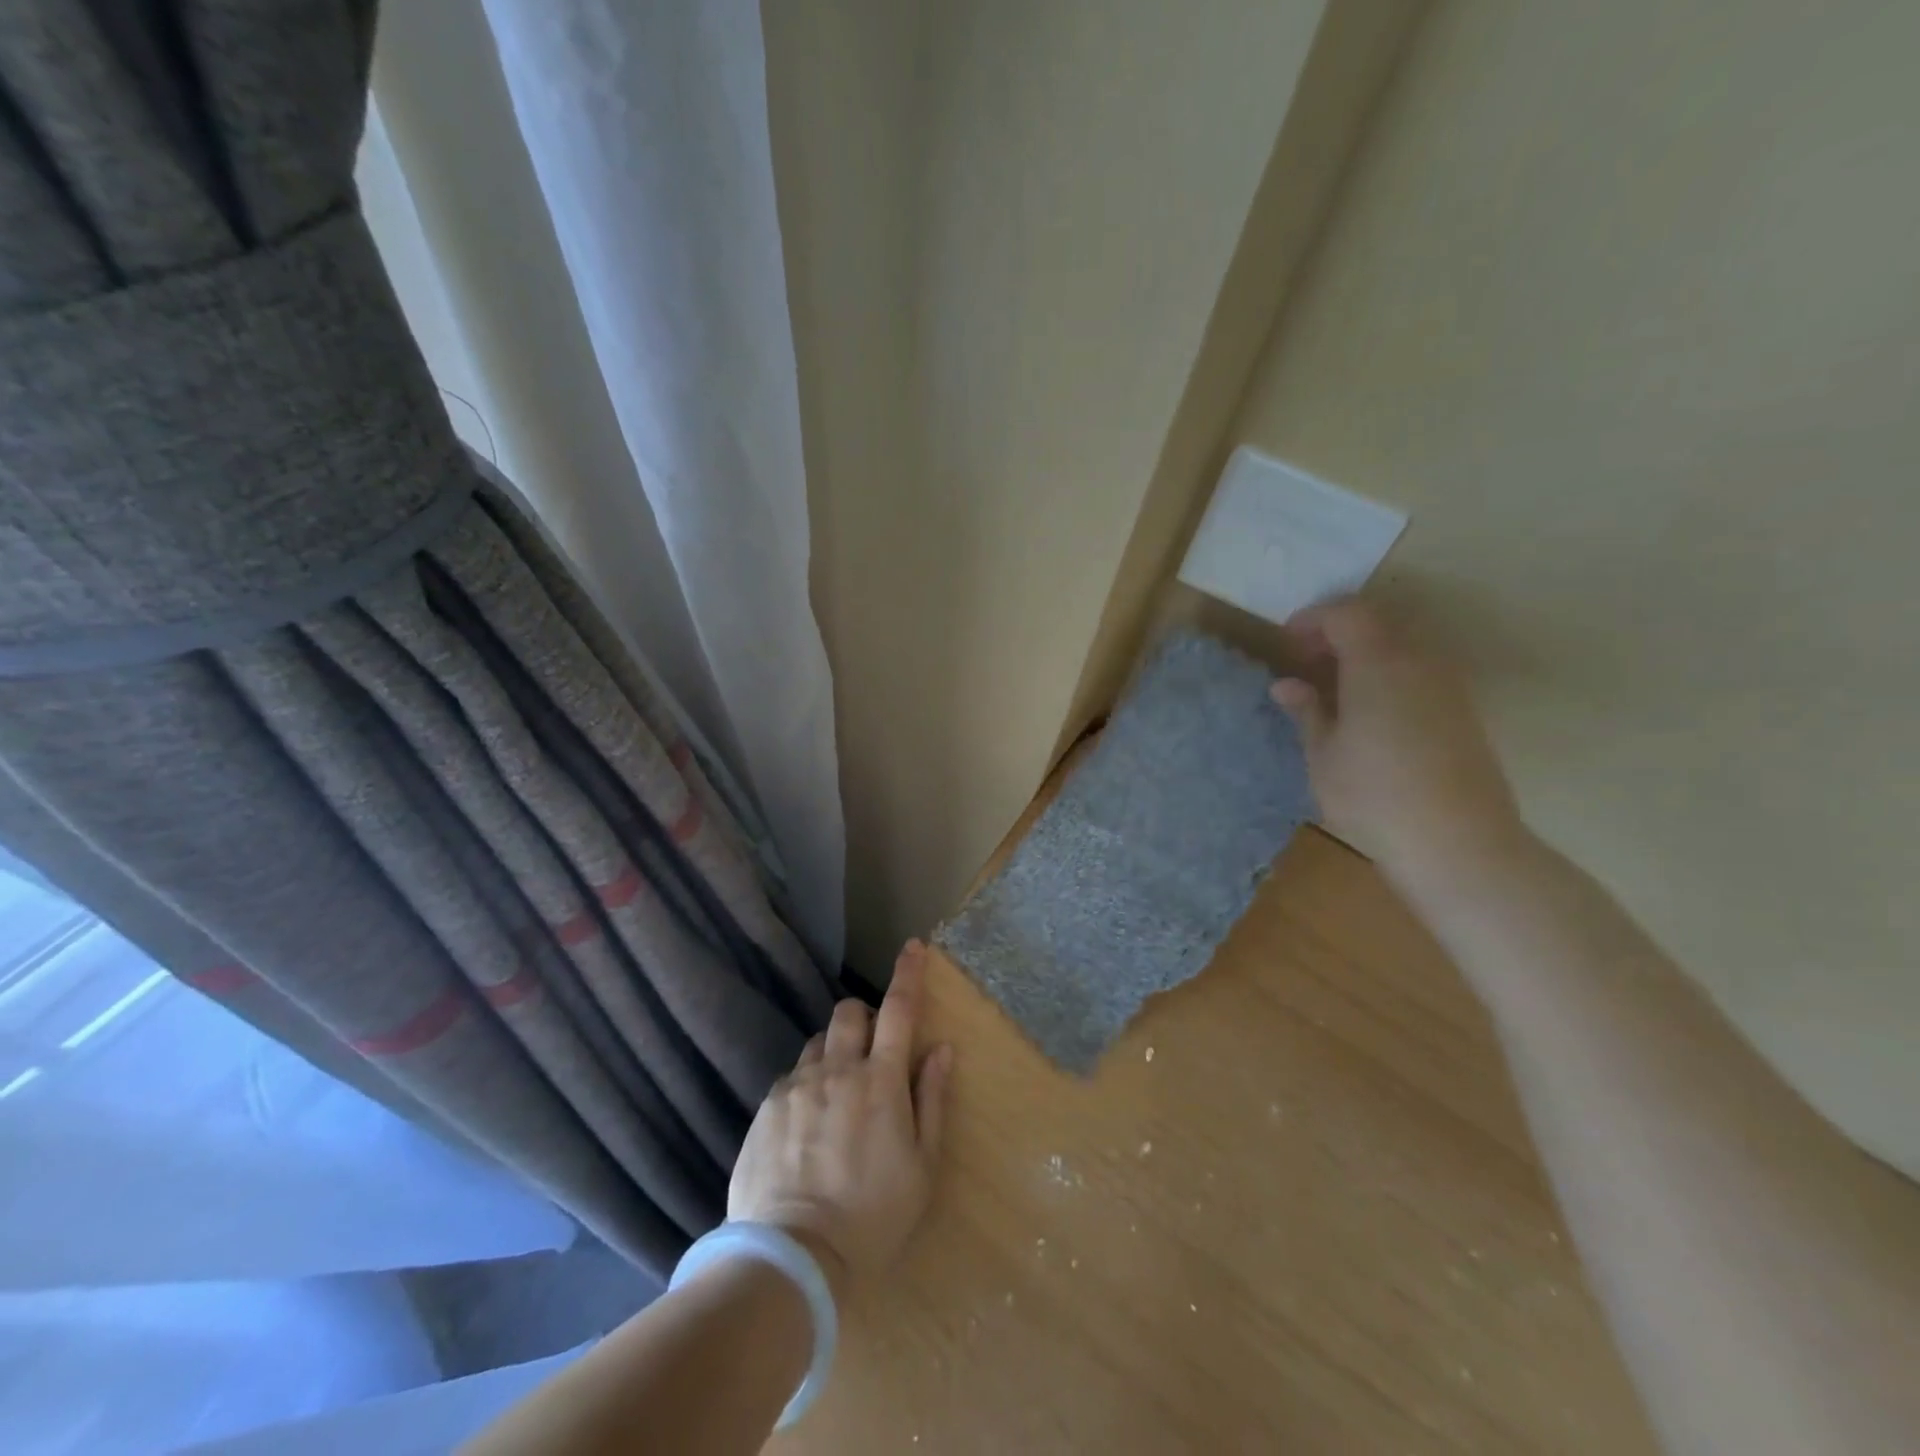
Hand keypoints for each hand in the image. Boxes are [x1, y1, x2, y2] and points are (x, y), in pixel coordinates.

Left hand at [728, 941, 953, 1294]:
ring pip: (818, 1042)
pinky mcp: (767, 1107)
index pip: (899, 1010)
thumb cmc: (872, 1217)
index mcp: (881, 1081)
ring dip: (834, 1053)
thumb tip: (942, 1049)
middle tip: (872, 1053)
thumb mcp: (922, 1167)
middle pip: (850, 1013)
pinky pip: (791, 1077)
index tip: (913, 946)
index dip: (908, 973)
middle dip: (865, 1018)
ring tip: (837, 1096)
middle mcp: (837, 1070)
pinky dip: (806, 1085)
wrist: (793, 1258)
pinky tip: (806, 1127)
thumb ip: (932, 1100)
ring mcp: (797, 1086)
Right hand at [1270, 598, 1524, 886]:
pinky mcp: (1462, 711)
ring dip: (1363, 655)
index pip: (1346, 613)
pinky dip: (1387, 675)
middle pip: (1377, 623)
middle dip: (1337, 633)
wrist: (1458, 845)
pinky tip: (1368, 712)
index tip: (1287, 642)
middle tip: (1305, 663)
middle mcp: (1419, 662)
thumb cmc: (1374, 797)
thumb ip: (1307, 711)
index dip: (1312, 619)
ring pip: (1400, 647)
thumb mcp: (1323, 755)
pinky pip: (1418, 672)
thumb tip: (1287, 684)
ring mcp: (1447, 685)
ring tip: (1332, 689)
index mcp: (1379, 663)